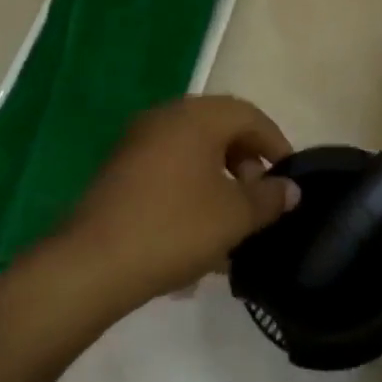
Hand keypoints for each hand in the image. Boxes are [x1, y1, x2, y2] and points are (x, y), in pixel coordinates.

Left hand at [58, 96, 299, 308]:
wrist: (90, 265)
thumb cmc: (174, 228)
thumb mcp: (235, 216)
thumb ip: (269, 198)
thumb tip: (290, 189)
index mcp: (198, 116)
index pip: (249, 115)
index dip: (276, 144)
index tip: (289, 178)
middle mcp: (167, 116)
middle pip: (220, 129)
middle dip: (246, 163)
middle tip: (260, 199)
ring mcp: (138, 142)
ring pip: (193, 152)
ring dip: (218, 180)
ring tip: (231, 222)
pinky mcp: (119, 170)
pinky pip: (168, 169)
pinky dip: (190, 190)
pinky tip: (196, 232)